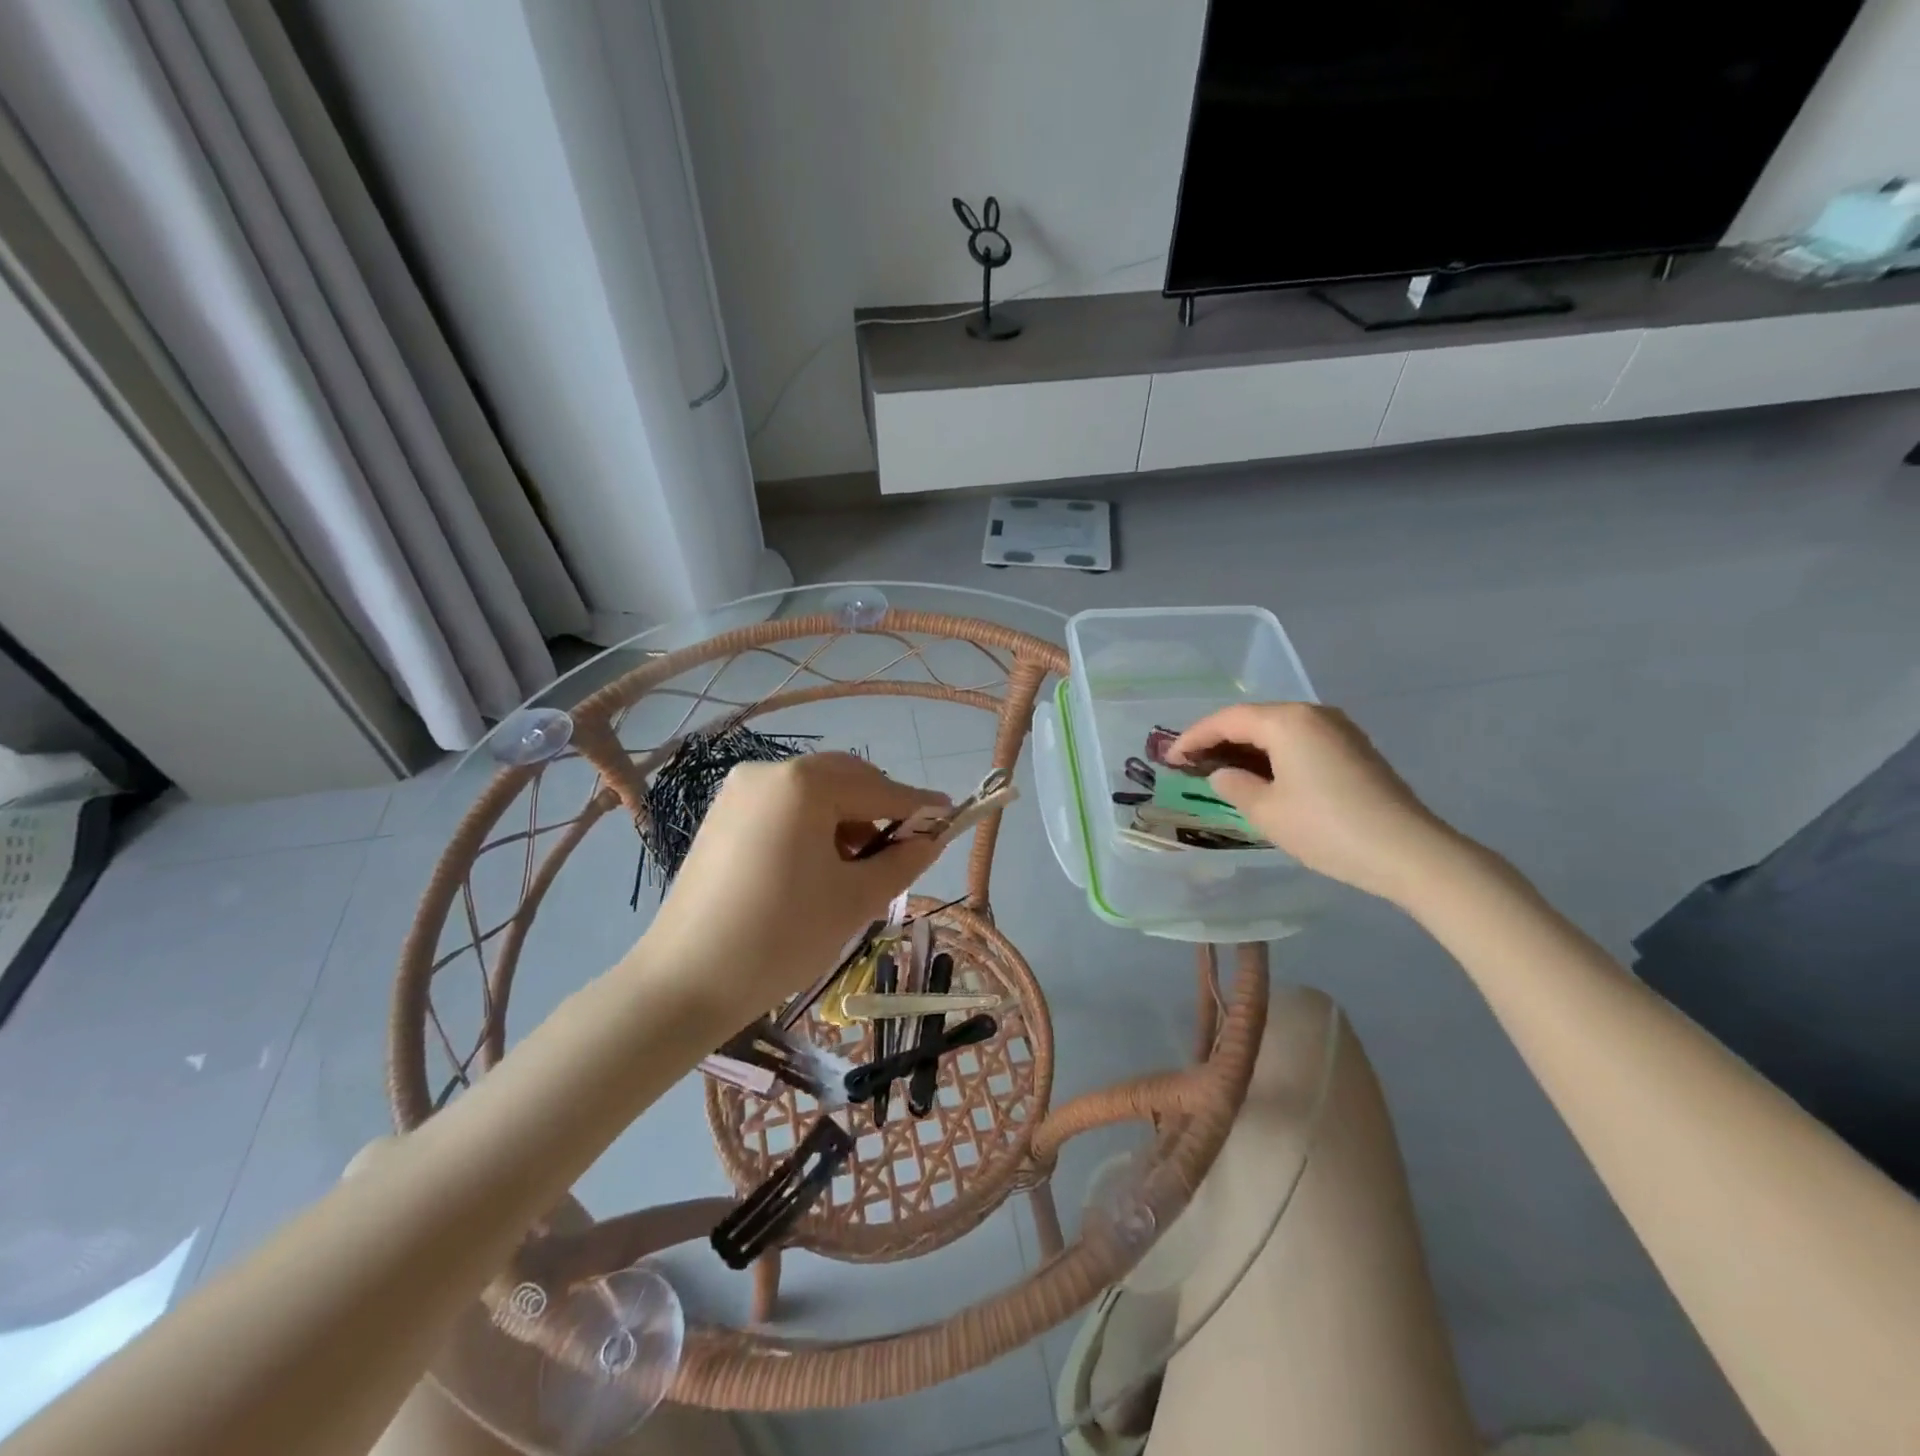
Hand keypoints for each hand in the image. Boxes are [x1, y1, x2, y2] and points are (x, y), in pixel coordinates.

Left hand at [641, 753, 951, 1011]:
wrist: (685, 982)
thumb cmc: (781, 937)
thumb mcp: (855, 899)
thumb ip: (903, 861)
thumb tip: (932, 839)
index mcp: (804, 784)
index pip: (879, 789)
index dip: (918, 806)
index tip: (951, 816)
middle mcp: (769, 772)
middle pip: (844, 779)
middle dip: (878, 810)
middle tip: (900, 852)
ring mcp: (739, 791)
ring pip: (813, 792)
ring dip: (845, 818)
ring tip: (856, 867)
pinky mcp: (722, 815)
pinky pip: (784, 806)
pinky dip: (811, 825)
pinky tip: (817, 865)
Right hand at [1171, 703, 1465, 904]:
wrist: (1409, 852)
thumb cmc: (1327, 828)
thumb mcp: (1267, 812)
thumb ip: (1235, 786)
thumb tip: (1222, 775)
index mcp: (1287, 721)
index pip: (1227, 719)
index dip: (1193, 737)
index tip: (1168, 758)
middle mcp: (1313, 714)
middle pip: (1254, 718)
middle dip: (1219, 739)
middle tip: (1190, 763)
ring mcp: (1339, 730)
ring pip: (1278, 729)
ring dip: (1247, 747)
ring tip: (1220, 770)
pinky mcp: (1354, 749)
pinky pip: (1300, 741)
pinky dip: (1273, 754)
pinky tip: (1261, 776)